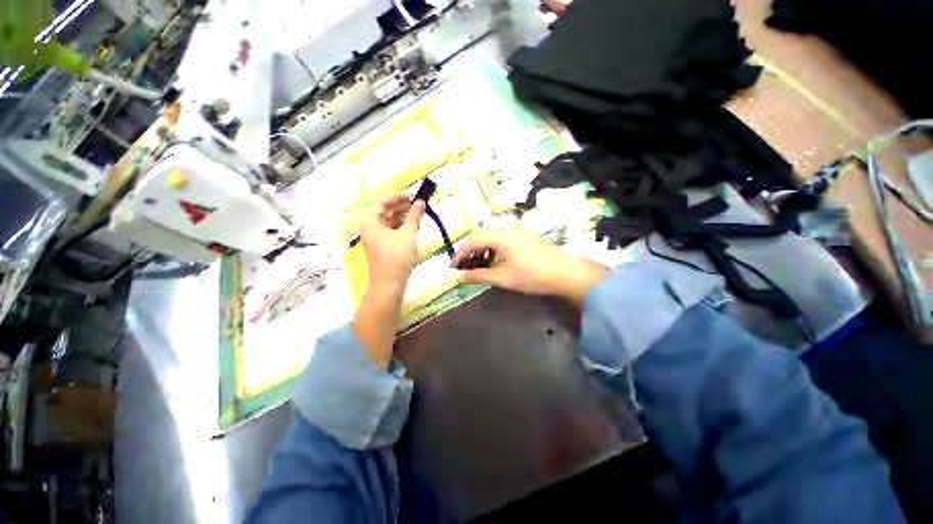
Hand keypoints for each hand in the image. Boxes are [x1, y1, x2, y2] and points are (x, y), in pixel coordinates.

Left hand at [360, 196, 425, 287]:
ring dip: (402, 218)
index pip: (382, 203)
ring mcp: (374, 238)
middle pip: (385, 212)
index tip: (411, 196)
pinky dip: (400, 228)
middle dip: (401, 208)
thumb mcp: (408, 233)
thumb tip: (421, 201)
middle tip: (417, 205)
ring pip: (388, 222)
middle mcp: (369, 227)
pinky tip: (412, 227)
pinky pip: (390, 232)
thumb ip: (414, 216)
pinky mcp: (381, 246)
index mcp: (370, 221)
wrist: (389, 282)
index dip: (397, 198)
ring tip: (417, 216)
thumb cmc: (396, 255)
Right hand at [452, 223, 608, 306]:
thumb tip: (459, 277)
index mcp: (498, 235)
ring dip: (479, 245)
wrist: (564, 271)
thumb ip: (479, 275)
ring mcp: (515, 228)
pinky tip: (493, 256)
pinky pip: (499, 234)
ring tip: (477, 261)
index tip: (453, 267)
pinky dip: (490, 244)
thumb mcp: (502, 278)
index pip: (471, 241)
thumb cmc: (532, 275)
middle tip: (463, 264)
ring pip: (489, 233)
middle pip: (479, 234)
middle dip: (468, 249)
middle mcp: (505, 227)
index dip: (459, 254)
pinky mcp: (522, 232)